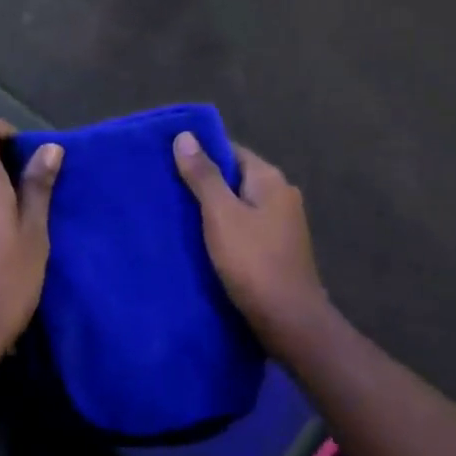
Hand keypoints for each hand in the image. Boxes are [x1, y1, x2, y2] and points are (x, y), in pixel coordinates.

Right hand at [174, 133, 328, 347]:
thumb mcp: (221, 215)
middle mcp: (281, 195)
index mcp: (270, 179)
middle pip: (235, 178)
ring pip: (239, 205)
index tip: (169, 160)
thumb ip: (203, 175)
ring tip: (176, 215)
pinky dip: (225, 230)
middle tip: (166, 189)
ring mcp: (283, 224)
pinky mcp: (278, 249)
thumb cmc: (253, 262)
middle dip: (204, 183)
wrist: (289, 320)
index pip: (231, 151)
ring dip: (213, 209)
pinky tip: (201, 242)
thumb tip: (185, 135)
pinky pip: (245, 228)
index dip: (201, 153)